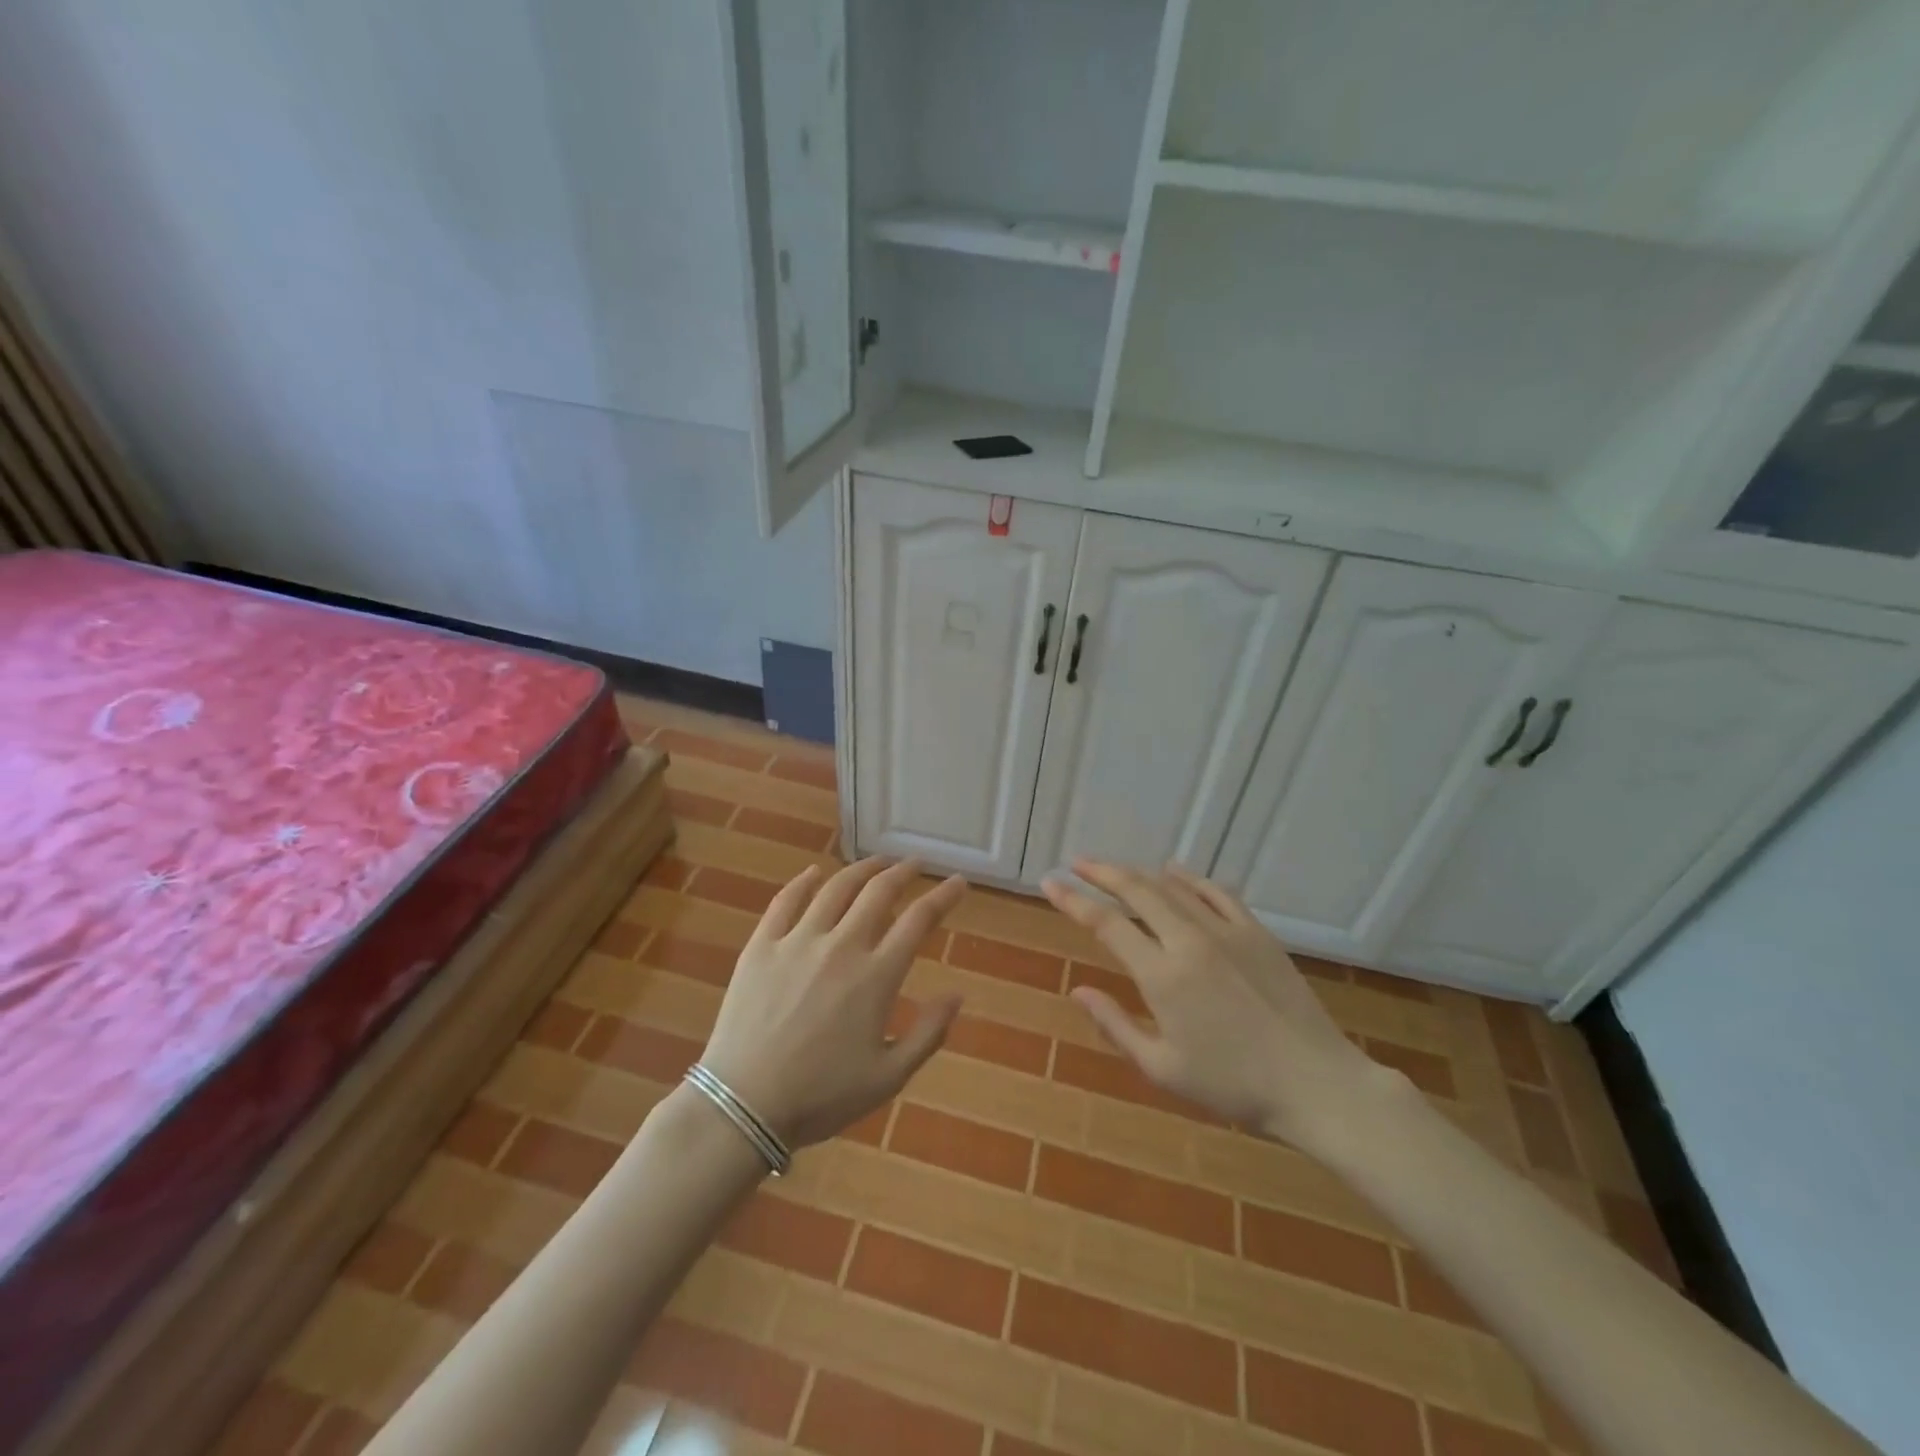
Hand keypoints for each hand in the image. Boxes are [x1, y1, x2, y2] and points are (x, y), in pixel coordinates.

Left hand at [697, 857, 966, 1149]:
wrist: (743, 1105)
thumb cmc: (821, 1097)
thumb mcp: (888, 1077)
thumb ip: (928, 1033)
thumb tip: (957, 994)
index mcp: (876, 976)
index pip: (919, 919)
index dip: (943, 896)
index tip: (958, 882)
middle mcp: (841, 946)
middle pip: (879, 891)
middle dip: (903, 871)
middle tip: (915, 864)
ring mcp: (798, 941)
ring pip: (836, 887)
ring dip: (862, 869)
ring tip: (876, 862)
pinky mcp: (762, 945)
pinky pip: (785, 901)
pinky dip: (803, 881)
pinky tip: (814, 873)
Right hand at [1042, 861, 1395, 1149]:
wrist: (1316, 1084)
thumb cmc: (1234, 1086)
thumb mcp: (1163, 1069)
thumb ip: (1116, 1026)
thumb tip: (1078, 991)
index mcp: (1162, 976)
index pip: (1106, 924)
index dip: (1073, 901)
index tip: (1050, 883)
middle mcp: (1189, 941)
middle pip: (1137, 891)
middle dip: (1102, 872)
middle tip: (1077, 862)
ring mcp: (1226, 931)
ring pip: (1173, 887)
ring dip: (1139, 873)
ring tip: (1115, 868)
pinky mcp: (1257, 932)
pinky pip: (1216, 892)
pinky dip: (1189, 877)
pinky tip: (1174, 871)